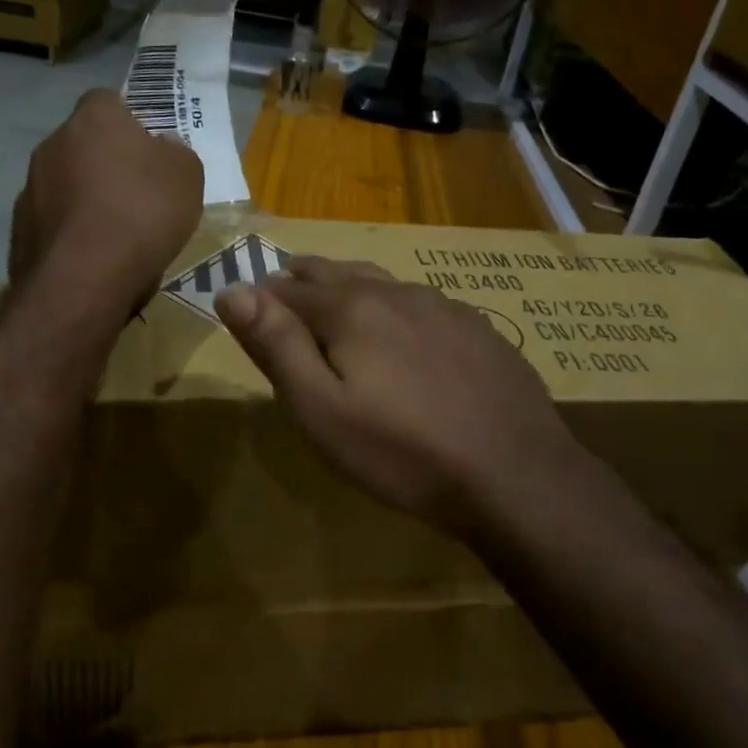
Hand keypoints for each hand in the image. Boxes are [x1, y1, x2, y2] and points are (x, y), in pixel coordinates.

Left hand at [11, 90, 203, 318]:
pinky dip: (72, 232)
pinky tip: (93, 257)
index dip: (130, 123)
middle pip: (84, 144)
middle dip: (105, 163)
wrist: (84, 277)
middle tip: (136, 195)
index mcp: (94, 118)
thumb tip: (162, 148)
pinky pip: (54, 221)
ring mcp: (30, 186)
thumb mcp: (187, 177)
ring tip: (115, 234)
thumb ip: (175, 153)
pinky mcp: (19, 228)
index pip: (109, 101)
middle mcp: (53, 143)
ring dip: (86, 199)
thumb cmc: (143, 213)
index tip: (149, 152)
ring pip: (65, 183)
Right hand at [215, 257, 587, 529]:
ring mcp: (445, 307)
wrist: (514, 474)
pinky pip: (423, 303)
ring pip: (383, 283)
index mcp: (351, 308)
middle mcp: (397, 293)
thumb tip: (232, 289)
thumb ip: (276, 345)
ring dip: (351, 289)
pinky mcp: (479, 329)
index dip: (263, 297)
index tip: (248, 308)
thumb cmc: (402, 451)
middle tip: (286, 292)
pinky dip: (396, 307)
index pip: (290, 289)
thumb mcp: (320, 410)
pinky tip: (405, 332)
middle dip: (304, 280)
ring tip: (337, 304)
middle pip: (337, 273)